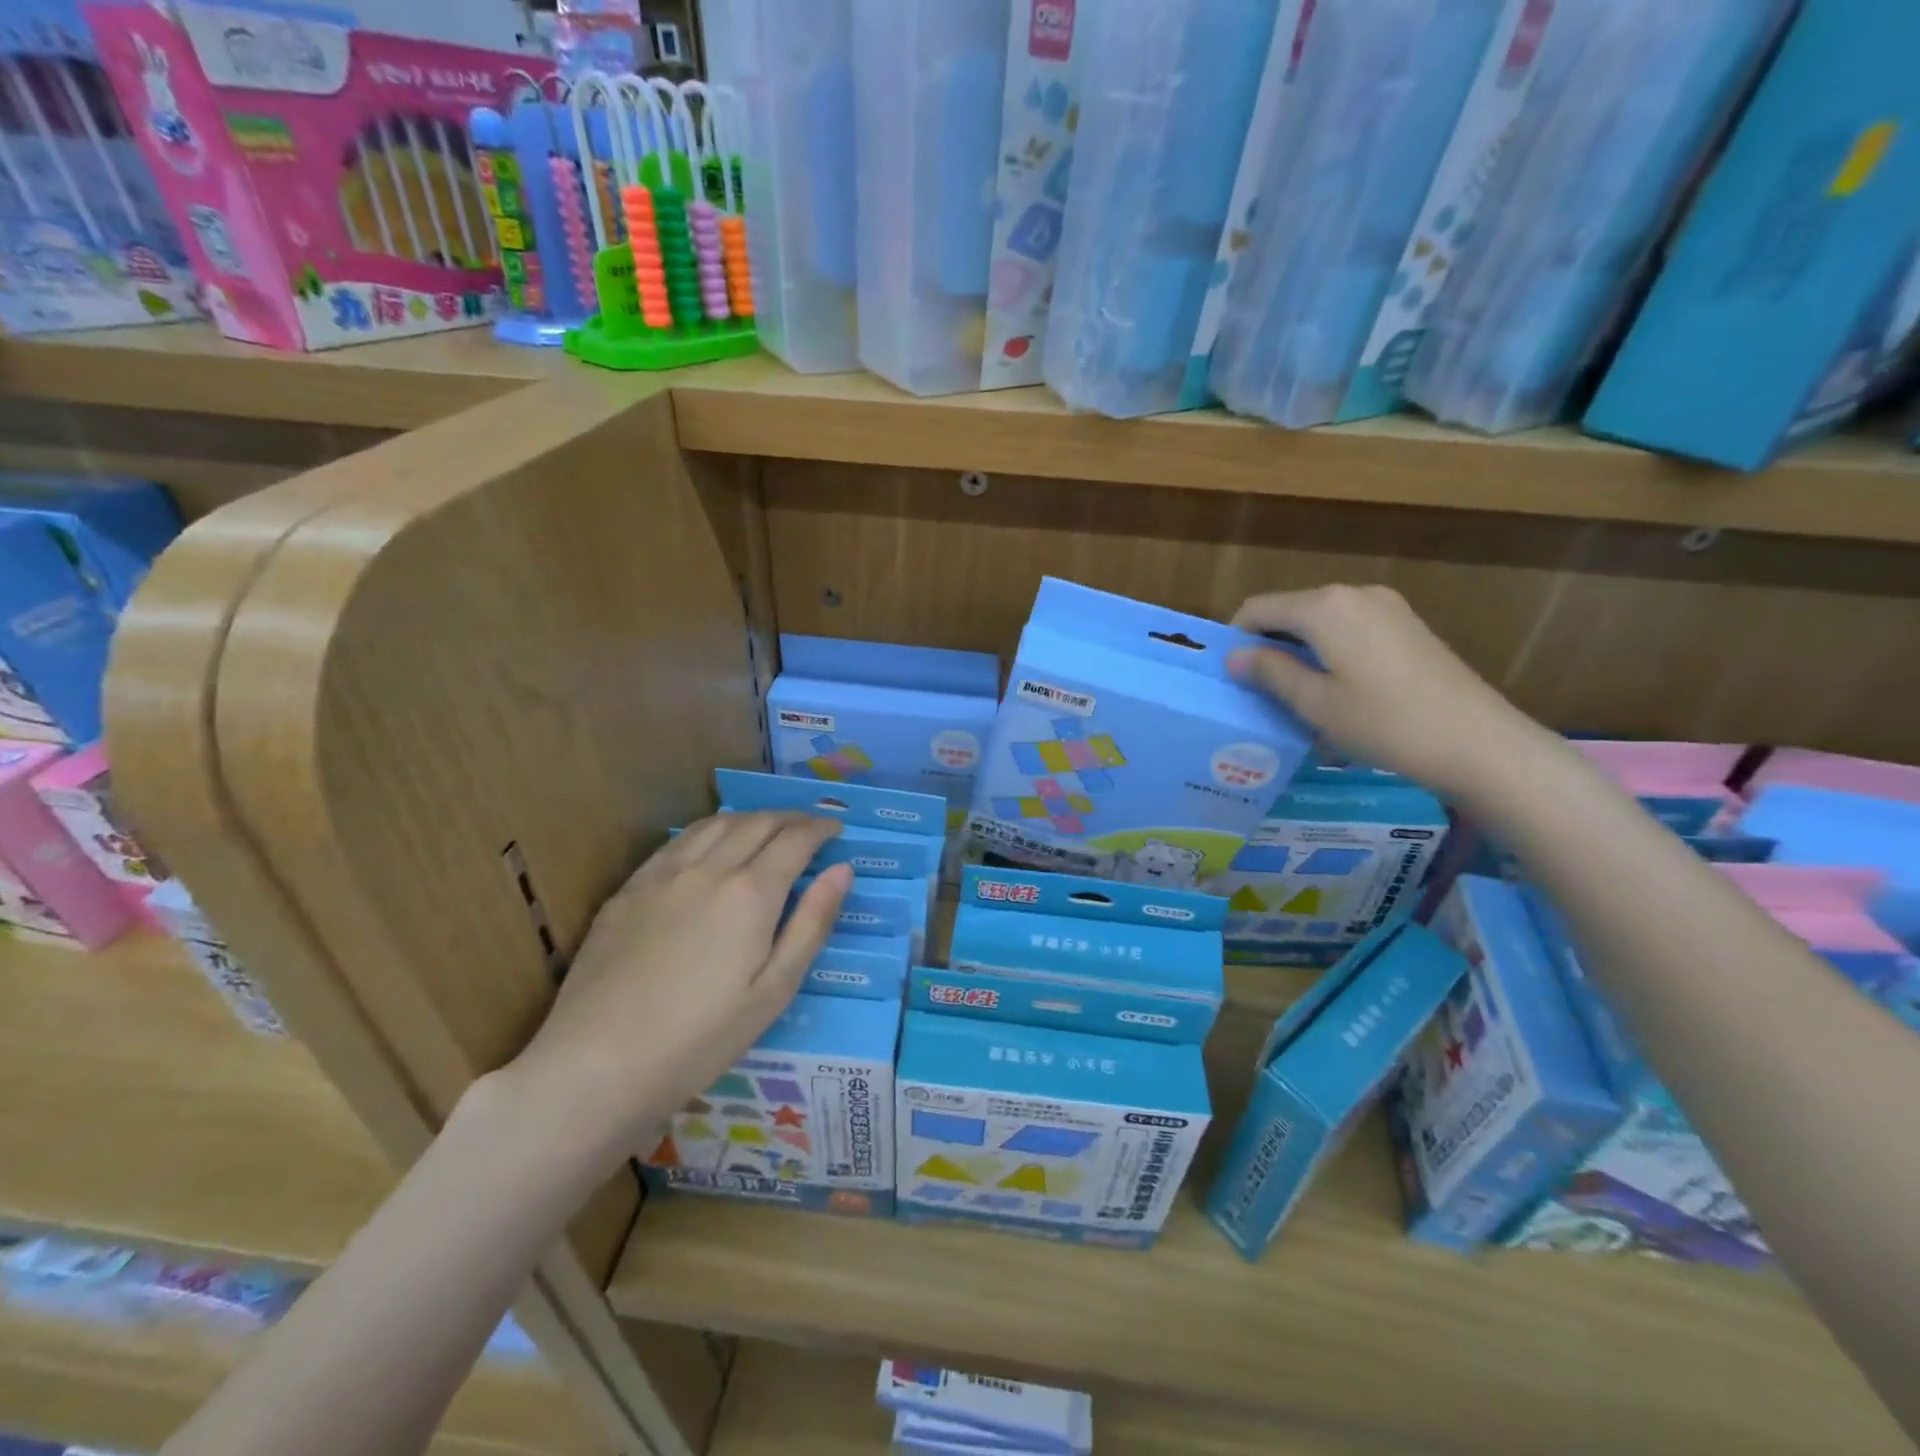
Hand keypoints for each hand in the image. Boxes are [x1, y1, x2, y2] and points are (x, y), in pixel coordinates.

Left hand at [503, 813, 850, 1159]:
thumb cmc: (701, 1039)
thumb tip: (842, 870)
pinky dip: (708, 830)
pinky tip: (710, 844)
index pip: (795, 840)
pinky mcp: (629, 889)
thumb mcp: (774, 992)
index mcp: (751, 893)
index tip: (836, 829)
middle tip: (809, 826)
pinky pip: (677, 841)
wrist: (597, 1065)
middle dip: (790, 817)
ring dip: (750, 817)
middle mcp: (709, 868)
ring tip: (766, 828)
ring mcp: (663, 875)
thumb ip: (811, 924)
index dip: (820, 828)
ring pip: (715, 823)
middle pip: (757, 823)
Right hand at [1229, 584, 1539, 798]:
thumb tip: (1235, 656)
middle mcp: (1354, 594)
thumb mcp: (1314, 703)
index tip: (1229, 675)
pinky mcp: (1408, 626)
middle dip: (1268, 644)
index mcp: (1324, 607)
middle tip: (1259, 690)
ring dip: (1299, 650)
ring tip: (1297, 694)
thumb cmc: (1383, 723)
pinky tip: (1337, 689)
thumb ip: (1270, 673)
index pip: (1258, 609)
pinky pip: (1350, 628)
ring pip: (1321, 621)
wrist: (1478, 742)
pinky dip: (1330, 651)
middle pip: (1291, 610)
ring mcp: (1387, 607)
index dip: (1236, 638)